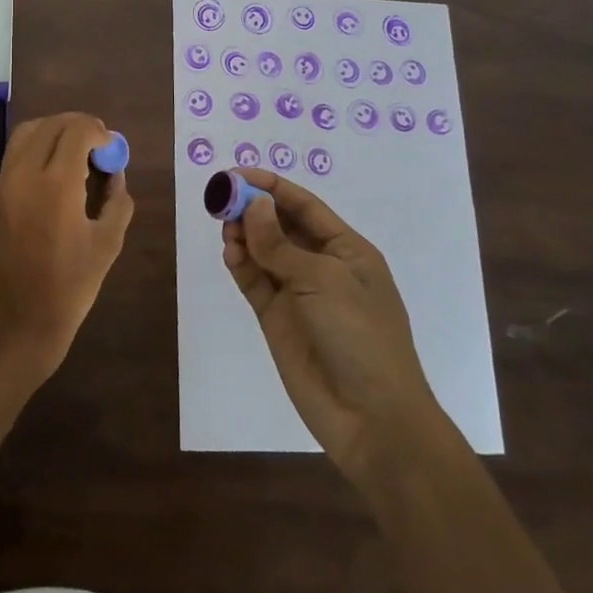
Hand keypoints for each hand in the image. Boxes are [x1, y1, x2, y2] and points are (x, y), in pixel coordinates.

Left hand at [0, 112, 134, 379]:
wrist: (20, 317)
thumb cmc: (71, 285)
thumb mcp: (108, 242)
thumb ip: (117, 199)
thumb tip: (114, 172)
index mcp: (56, 185)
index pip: (77, 131)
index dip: (99, 132)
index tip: (112, 149)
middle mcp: (25, 173)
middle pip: (52, 124)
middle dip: (79, 126)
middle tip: (100, 146)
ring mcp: (6, 180)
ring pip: (29, 130)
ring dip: (56, 130)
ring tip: (79, 151)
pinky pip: (17, 149)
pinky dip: (39, 144)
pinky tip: (58, 166)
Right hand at [222, 168, 441, 486]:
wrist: (371, 417)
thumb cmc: (359, 336)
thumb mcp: (323, 280)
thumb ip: (280, 244)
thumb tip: (254, 205)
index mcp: (347, 250)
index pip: (304, 206)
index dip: (271, 187)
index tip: (236, 174)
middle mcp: (322, 266)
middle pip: (280, 226)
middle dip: (252, 209)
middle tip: (221, 199)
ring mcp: (298, 294)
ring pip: (263, 252)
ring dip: (244, 236)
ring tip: (225, 229)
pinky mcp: (277, 319)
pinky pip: (254, 282)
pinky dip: (240, 265)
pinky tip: (230, 254)